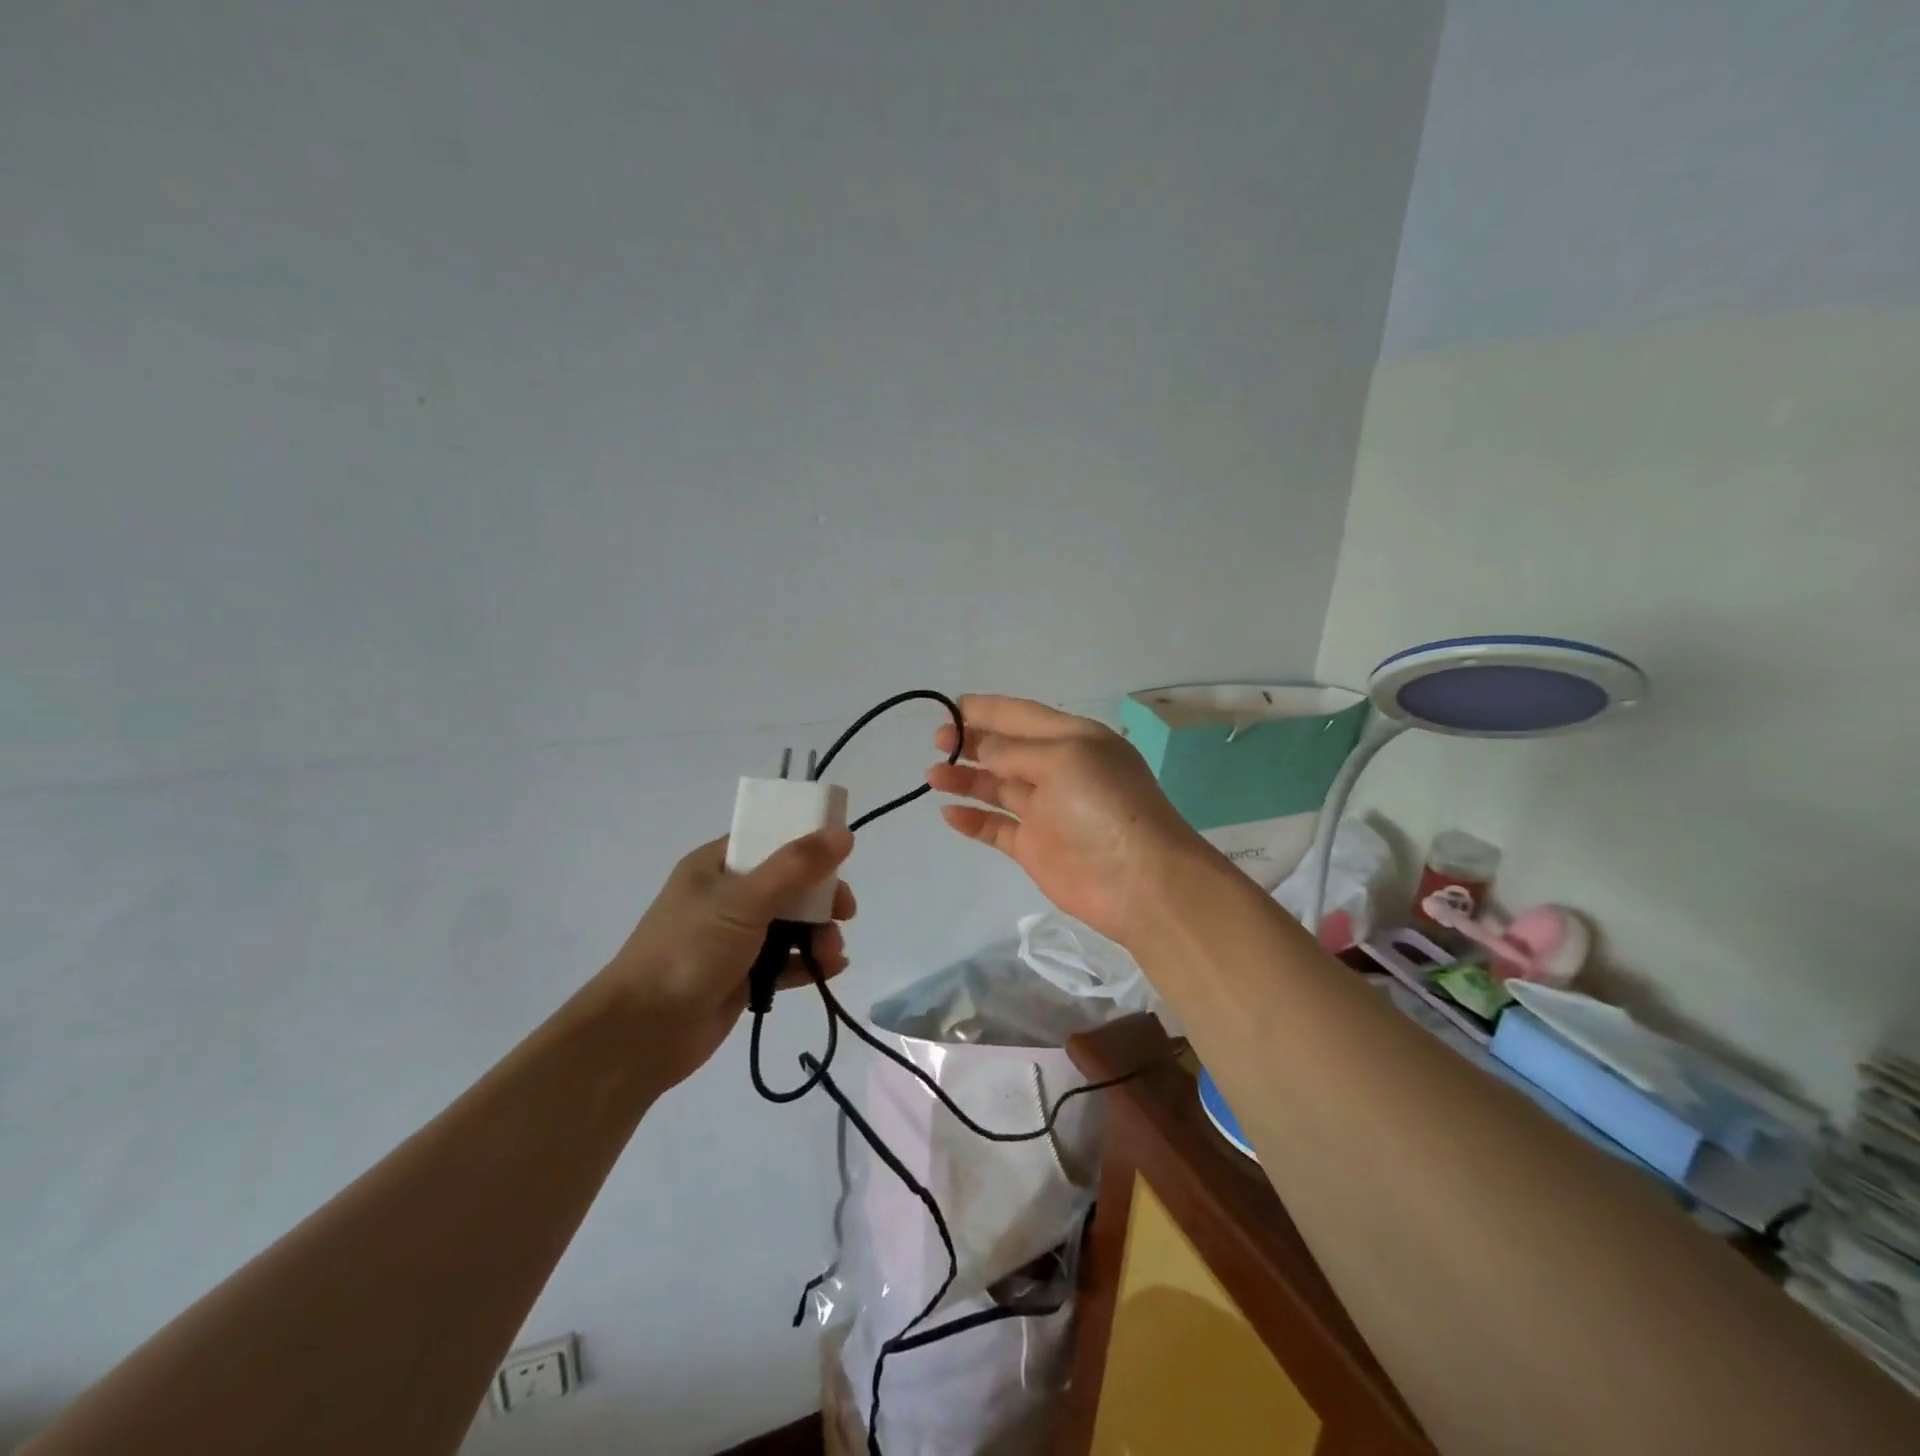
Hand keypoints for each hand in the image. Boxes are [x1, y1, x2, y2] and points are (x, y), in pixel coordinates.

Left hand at [594, 831, 855, 1089]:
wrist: (641, 1033)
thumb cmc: (689, 951)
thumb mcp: (745, 901)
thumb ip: (796, 866)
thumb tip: (843, 833)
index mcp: (716, 866)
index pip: (769, 840)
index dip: (806, 845)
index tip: (842, 858)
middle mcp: (725, 897)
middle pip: (787, 884)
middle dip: (820, 898)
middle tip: (845, 912)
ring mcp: (733, 939)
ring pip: (789, 925)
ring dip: (818, 934)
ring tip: (832, 952)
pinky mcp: (741, 976)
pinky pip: (784, 962)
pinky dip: (807, 963)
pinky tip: (831, 969)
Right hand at [927, 694, 1215, 947]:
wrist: (1141, 881)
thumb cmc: (1105, 806)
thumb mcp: (1063, 758)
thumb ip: (1016, 751)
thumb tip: (985, 749)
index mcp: (1074, 740)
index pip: (1023, 715)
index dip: (988, 710)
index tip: (950, 707)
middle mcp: (1059, 770)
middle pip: (1007, 750)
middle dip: (972, 742)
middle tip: (938, 741)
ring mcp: (1046, 811)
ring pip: (997, 787)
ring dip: (966, 779)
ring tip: (932, 775)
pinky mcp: (1035, 848)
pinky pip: (996, 828)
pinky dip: (972, 820)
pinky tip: (949, 813)